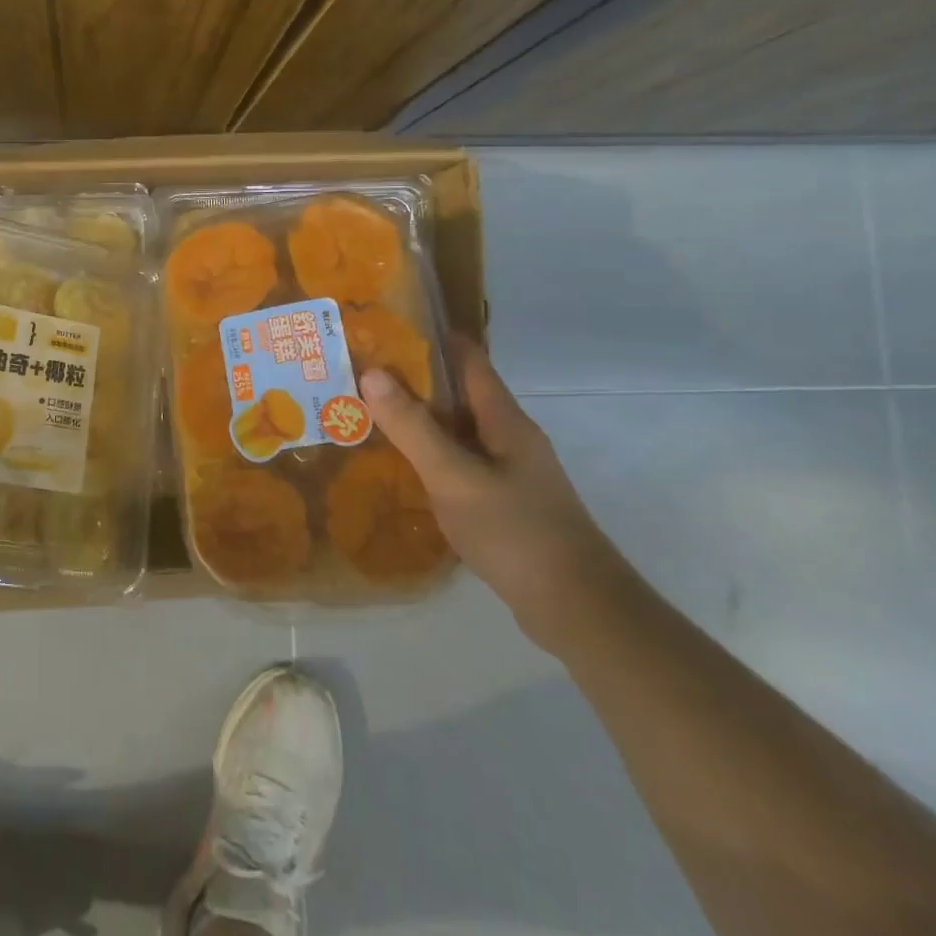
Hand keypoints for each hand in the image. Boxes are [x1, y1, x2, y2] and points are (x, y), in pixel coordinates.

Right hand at [360, 339, 638, 654]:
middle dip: (411, 379)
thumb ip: (413, 426)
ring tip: (365, 412)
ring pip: (455, 431)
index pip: (468, 360)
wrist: (577, 608)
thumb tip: (372, 372)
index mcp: (504, 420)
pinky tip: (397, 466)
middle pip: (457, 394)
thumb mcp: (454, 476)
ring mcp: (507, 472)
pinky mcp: (502, 502)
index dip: (431, 338)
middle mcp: (508, 437)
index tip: (385, 326)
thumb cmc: (516, 531)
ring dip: (416, 418)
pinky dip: (427, 455)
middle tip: (358, 371)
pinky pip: (456, 463)